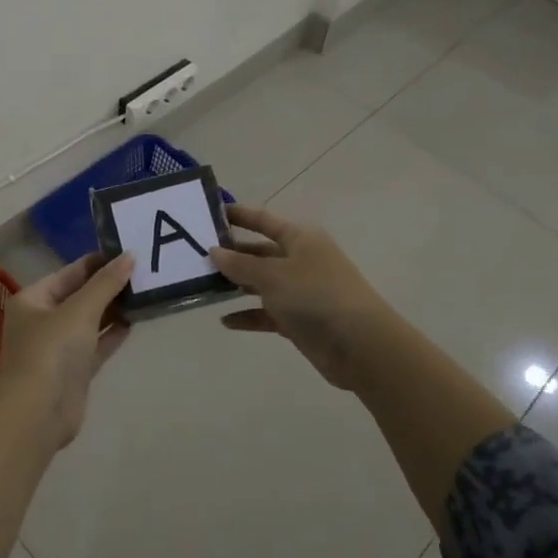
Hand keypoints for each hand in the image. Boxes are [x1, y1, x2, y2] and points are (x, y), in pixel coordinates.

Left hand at [0, 252, 135, 447]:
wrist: (38, 413)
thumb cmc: (51, 351)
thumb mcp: (80, 311)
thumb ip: (105, 284)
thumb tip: (129, 256)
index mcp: (33, 299)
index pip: (69, 273)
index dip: (97, 262)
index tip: (128, 252)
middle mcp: (42, 320)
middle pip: (79, 295)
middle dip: (108, 285)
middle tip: (143, 271)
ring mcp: (57, 347)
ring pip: (89, 320)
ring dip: (113, 309)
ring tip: (144, 292)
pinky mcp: (73, 370)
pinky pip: (96, 344)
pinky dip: (112, 334)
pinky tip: (134, 321)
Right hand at [209, 206, 388, 389]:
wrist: (360, 345)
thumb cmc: (315, 295)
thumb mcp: (273, 275)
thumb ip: (240, 264)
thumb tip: (215, 251)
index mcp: (300, 239)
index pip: (264, 220)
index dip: (240, 215)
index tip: (211, 213)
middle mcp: (301, 260)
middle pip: (260, 252)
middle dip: (232, 255)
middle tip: (197, 256)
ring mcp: (301, 292)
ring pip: (262, 283)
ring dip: (236, 285)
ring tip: (204, 286)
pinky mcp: (300, 320)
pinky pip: (267, 314)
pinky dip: (248, 316)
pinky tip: (225, 321)